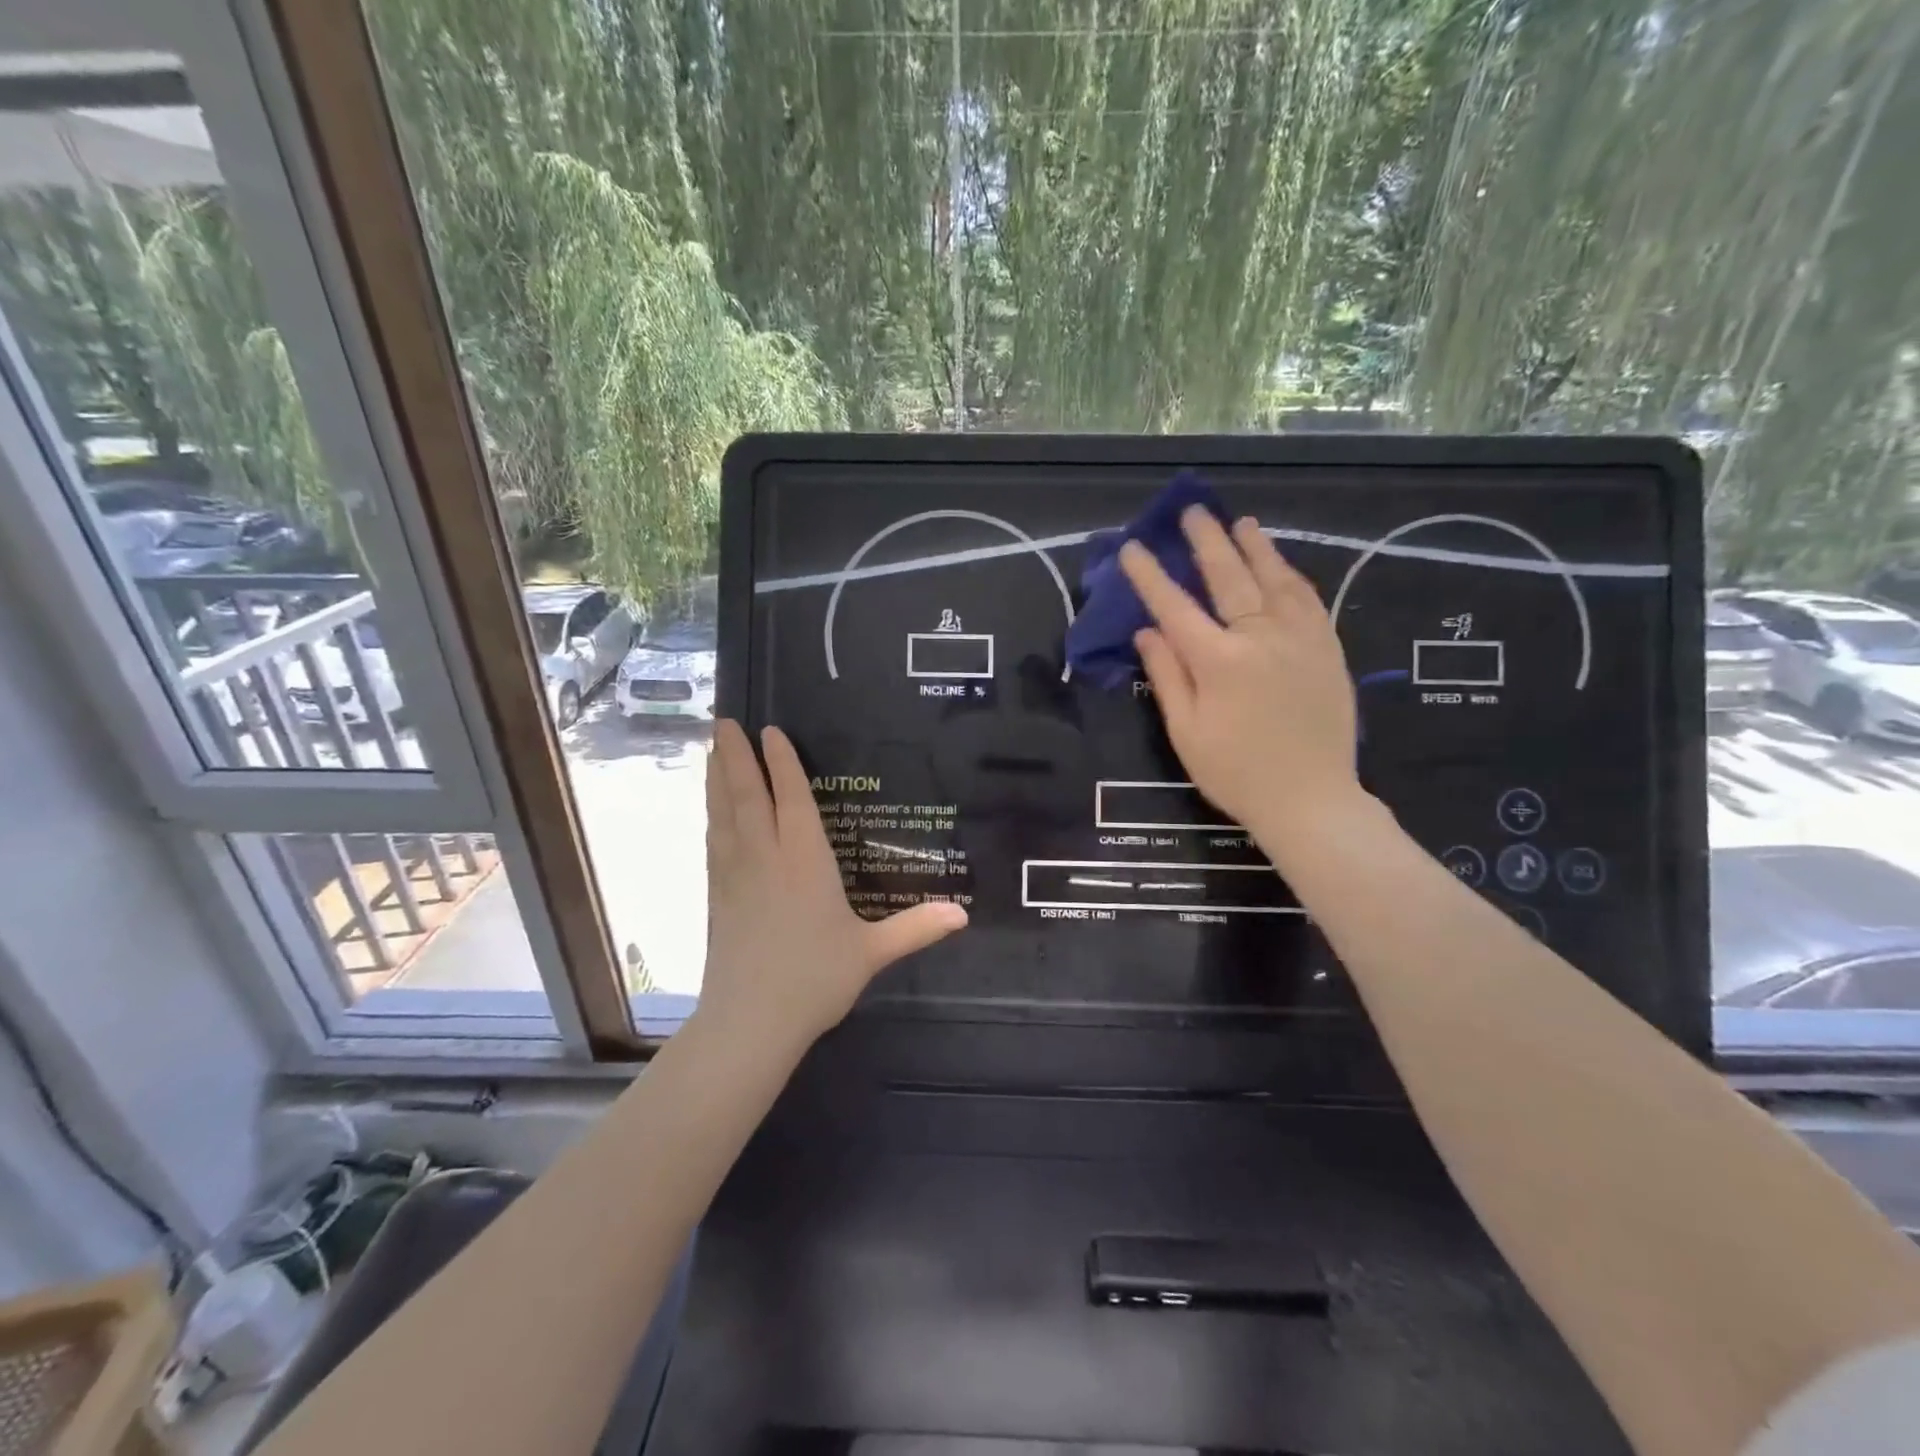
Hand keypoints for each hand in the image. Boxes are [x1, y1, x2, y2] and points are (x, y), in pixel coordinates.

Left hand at [698, 719, 966, 1050]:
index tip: (769, 730)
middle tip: (725, 721)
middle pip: (747, 795)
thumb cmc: (815, 979)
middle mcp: (766, 857)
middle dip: (736, 756)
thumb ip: (915, 928)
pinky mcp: (717, 896)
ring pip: (724, 815)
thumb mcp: (872, 952)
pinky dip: (711, 817)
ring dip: (717, 779)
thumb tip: (964, 915)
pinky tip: (710, 812)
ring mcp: (735, 876)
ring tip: (711, 750)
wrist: (751, 1022)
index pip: (791, 799)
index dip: (781, 762)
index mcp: (805, 861)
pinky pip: (714, 842)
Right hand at [1119, 507, 1365, 863]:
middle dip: (1206, 542)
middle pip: (1228, 578)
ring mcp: (1300, 639)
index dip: (1150, 576)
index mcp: (1218, 661)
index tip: (1133, 548)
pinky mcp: (1327, 649)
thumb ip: (1167, 677)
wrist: (1311, 800)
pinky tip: (1282, 565)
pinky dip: (1291, 575)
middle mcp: (1260, 637)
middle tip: (1193, 512)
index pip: (1174, 607)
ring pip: (1274, 580)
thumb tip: (1147, 633)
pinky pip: (1308, 600)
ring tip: (1240, 523)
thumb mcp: (1186, 733)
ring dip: (1254, 548)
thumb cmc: (1236, 773)